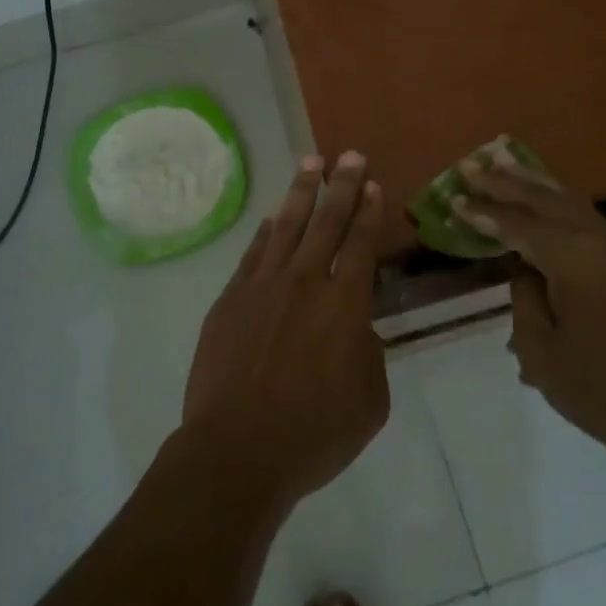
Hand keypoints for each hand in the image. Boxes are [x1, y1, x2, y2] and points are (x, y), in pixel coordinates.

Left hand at [183, 152, 388, 512]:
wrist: (238, 450)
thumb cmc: (314, 434)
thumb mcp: (369, 400)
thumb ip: (368, 353)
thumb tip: (356, 328)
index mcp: (345, 305)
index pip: (361, 244)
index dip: (369, 212)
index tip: (373, 185)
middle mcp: (305, 282)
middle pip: (327, 221)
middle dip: (342, 185)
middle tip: (350, 155)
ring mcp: (263, 286)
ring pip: (287, 226)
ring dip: (302, 191)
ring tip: (311, 160)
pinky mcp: (231, 298)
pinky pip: (254, 252)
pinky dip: (267, 230)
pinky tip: (274, 215)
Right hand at [454, 152, 605, 475]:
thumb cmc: (601, 391)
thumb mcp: (542, 352)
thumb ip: (523, 296)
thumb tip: (524, 266)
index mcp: (576, 259)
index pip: (518, 225)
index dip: (483, 213)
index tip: (452, 197)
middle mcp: (601, 238)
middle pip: (544, 199)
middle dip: (505, 182)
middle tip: (471, 166)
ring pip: (568, 199)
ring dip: (533, 183)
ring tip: (502, 161)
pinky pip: (585, 214)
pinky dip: (557, 199)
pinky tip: (541, 193)